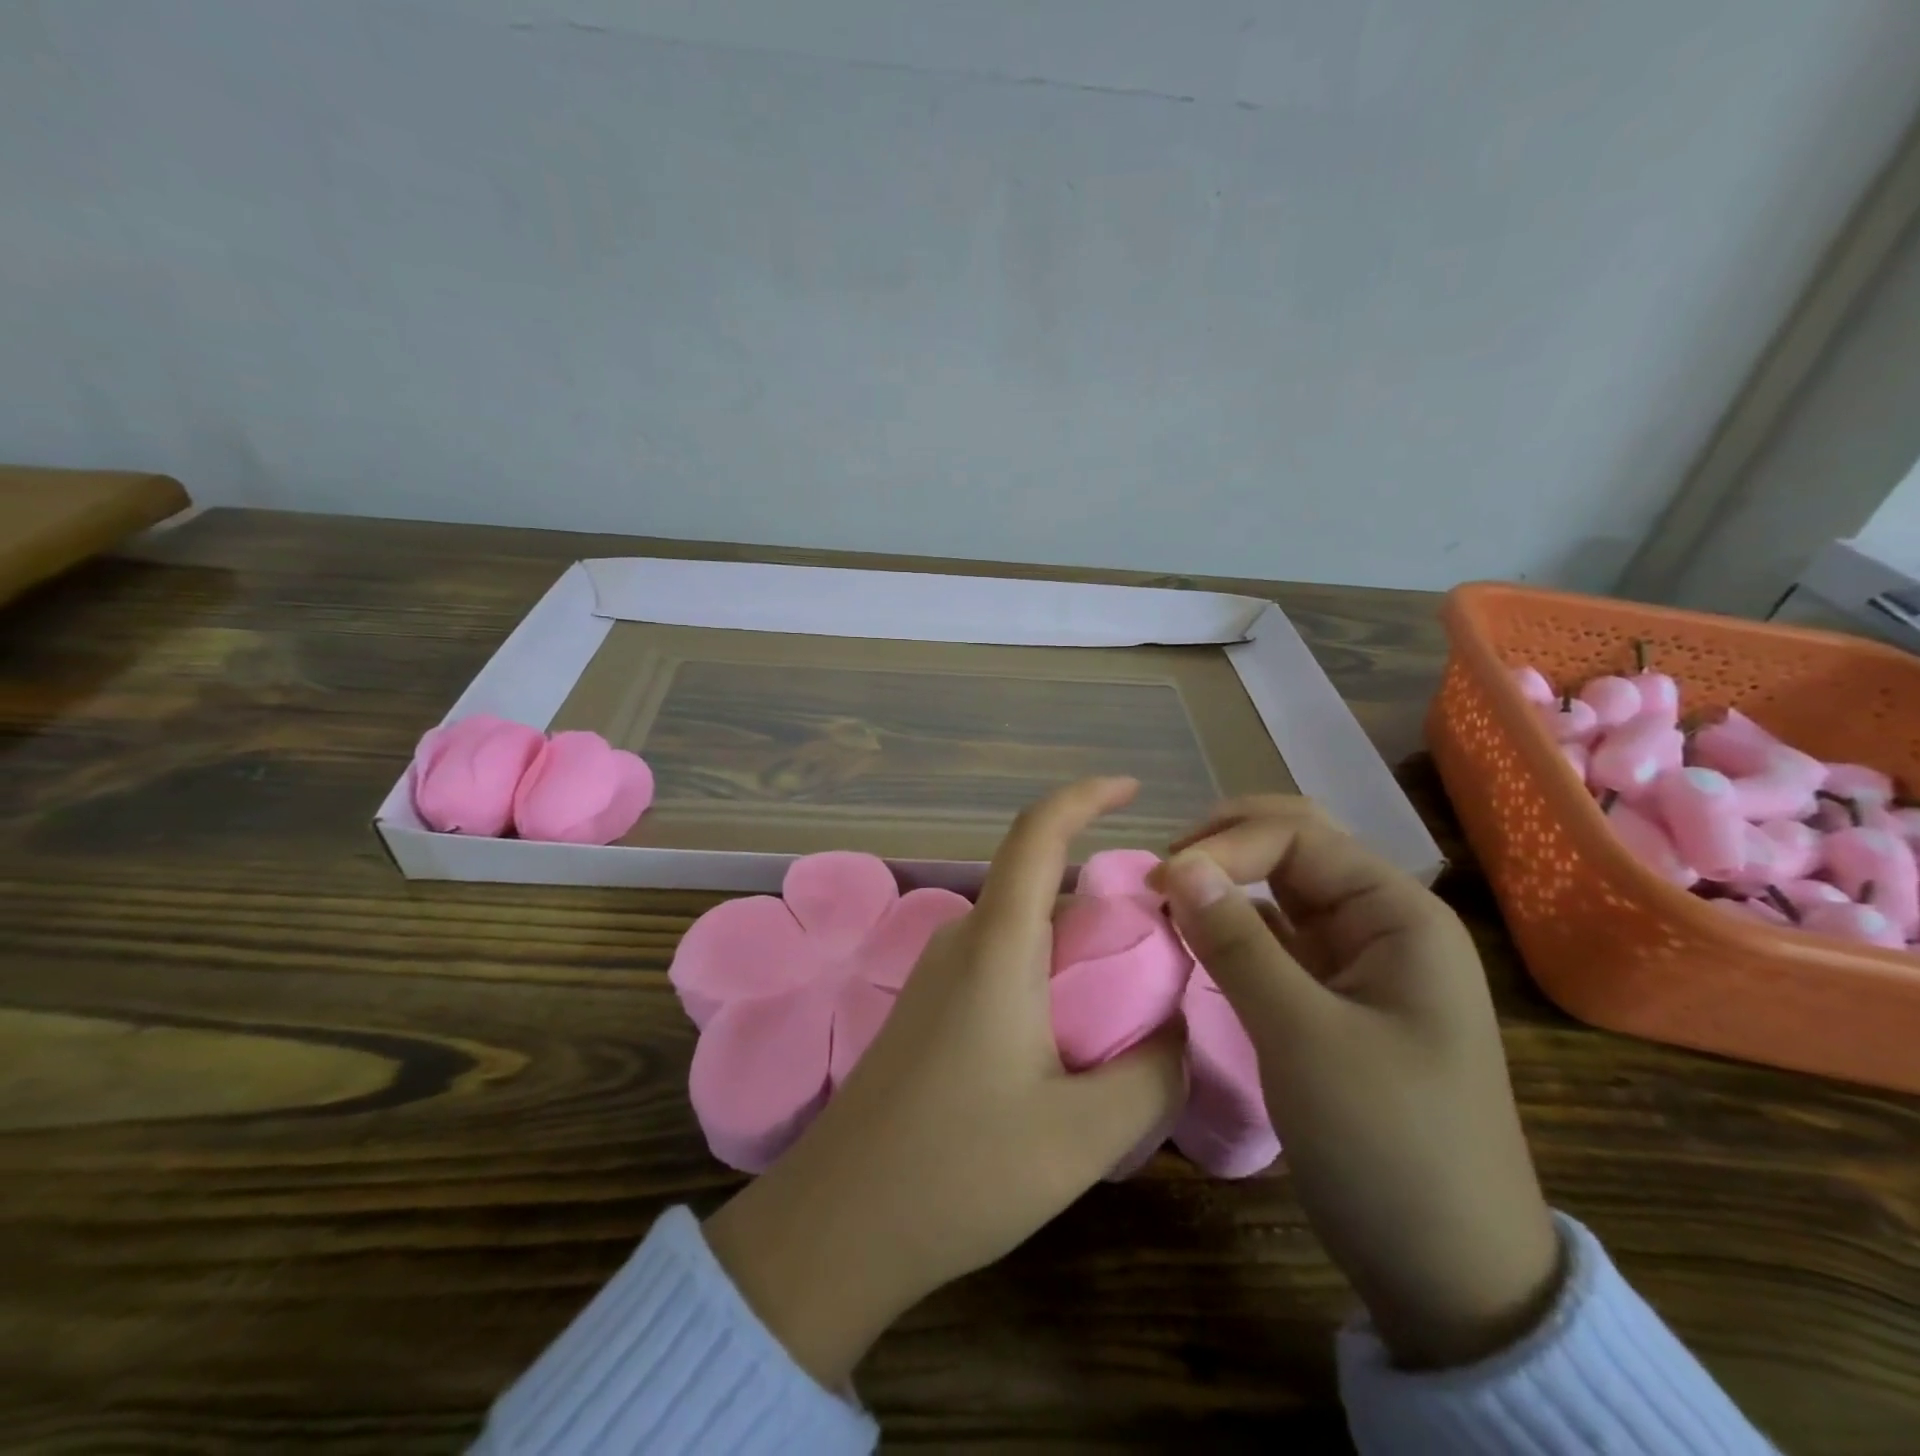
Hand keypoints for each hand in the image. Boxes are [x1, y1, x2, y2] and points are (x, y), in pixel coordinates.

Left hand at [703, 777, 1186, 1388]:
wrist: (838, 1225)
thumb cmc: (959, 1171)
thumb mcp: (1083, 1134)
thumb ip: (1152, 1073)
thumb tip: (1174, 1031)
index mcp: (996, 945)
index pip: (1037, 834)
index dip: (1084, 796)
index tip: (1132, 788)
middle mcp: (961, 941)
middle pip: (1040, 888)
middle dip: (1104, 903)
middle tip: (1164, 953)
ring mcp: (935, 975)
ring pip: (1021, 931)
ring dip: (1075, 949)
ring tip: (1128, 1007)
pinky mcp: (926, 1010)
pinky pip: (999, 965)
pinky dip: (1045, 977)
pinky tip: (1070, 1041)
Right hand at [1151, 796, 1561, 1369]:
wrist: (1452, 1275)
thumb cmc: (1389, 1146)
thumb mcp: (1303, 1037)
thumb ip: (1237, 942)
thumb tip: (1176, 865)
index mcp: (1398, 913)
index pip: (1297, 838)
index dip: (1223, 847)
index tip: (1158, 885)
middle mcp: (1381, 922)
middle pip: (1295, 847)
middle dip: (1224, 845)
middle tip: (1161, 872)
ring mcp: (1357, 960)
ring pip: (1281, 890)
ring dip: (1224, 883)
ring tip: (1165, 898)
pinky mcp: (1332, 997)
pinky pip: (1276, 937)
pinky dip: (1231, 927)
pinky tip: (1193, 936)